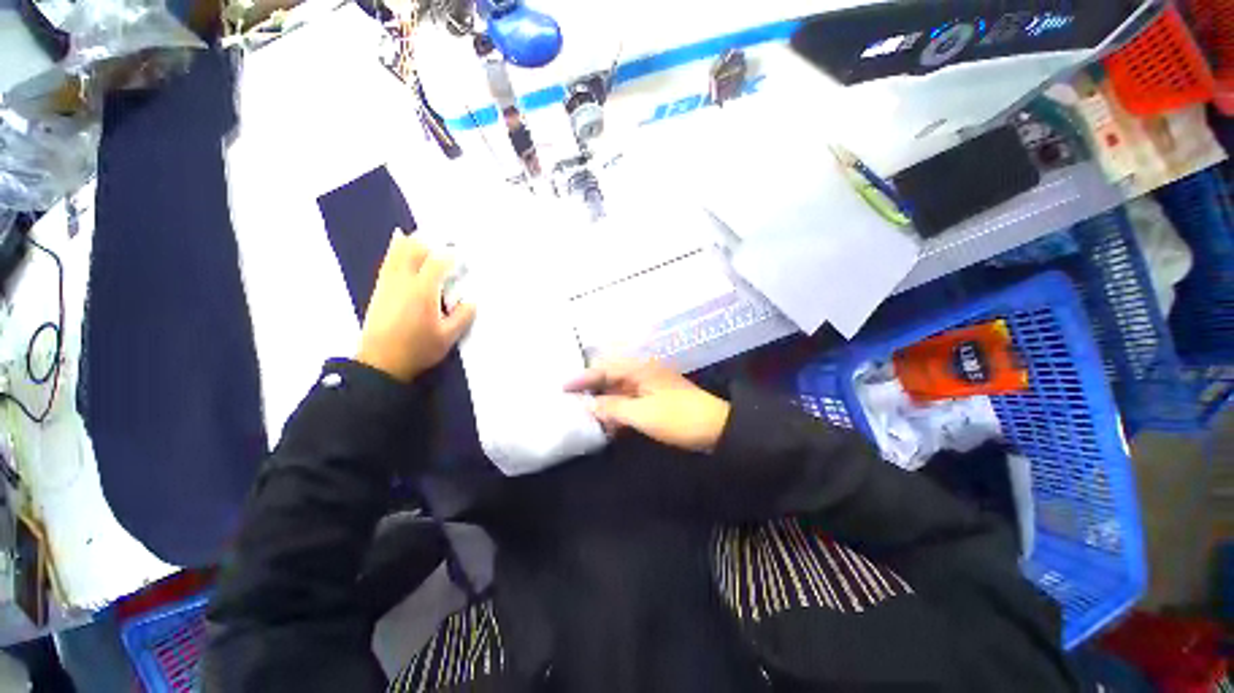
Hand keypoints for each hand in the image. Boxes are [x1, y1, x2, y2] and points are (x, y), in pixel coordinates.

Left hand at [357, 231, 475, 382]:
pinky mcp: (380, 288)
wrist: (381, 361)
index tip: (462, 253)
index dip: (450, 255)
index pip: (437, 263)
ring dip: (413, 240)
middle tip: (446, 238)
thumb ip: (462, 317)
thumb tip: (471, 301)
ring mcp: (389, 283)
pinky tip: (399, 240)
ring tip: (426, 232)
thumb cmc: (418, 349)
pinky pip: (388, 260)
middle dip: (432, 241)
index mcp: (423, 292)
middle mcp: (404, 282)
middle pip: (415, 250)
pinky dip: (396, 247)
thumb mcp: (448, 337)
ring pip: (398, 252)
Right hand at [565, 359, 730, 452]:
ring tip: (580, 411)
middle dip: (589, 387)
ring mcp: (647, 386)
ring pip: (616, 390)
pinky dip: (615, 410)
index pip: (603, 369)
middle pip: (608, 376)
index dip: (582, 378)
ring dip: (601, 401)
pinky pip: (627, 401)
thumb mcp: (642, 414)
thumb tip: (588, 404)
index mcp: (638, 369)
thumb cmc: (678, 418)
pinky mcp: (652, 399)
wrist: (715, 428)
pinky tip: (605, 423)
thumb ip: (612, 407)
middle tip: (568, 398)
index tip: (561, 387)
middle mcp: (641, 372)